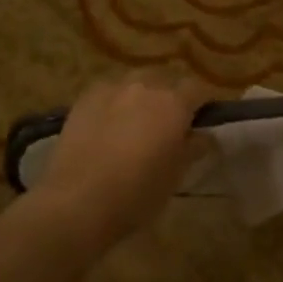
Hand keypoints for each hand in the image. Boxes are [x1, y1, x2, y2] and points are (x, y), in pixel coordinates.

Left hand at [36, 71, 210, 250]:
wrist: (78, 201)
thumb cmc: (137, 193)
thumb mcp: (176, 175)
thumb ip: (193, 148)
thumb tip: (204, 135)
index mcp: (174, 104)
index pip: (198, 89)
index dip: (201, 103)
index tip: (199, 121)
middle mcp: (146, 86)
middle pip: (165, 80)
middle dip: (170, 96)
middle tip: (166, 124)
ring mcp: (112, 89)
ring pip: (135, 82)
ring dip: (141, 95)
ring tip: (135, 121)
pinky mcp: (85, 97)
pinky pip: (108, 91)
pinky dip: (114, 102)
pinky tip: (107, 124)